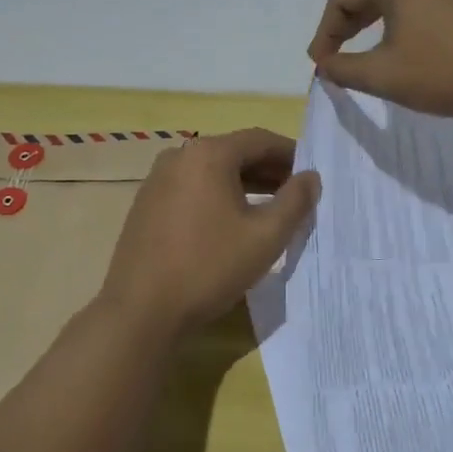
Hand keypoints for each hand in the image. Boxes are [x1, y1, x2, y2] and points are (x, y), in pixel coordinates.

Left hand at [98, 128, 319, 335]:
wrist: (140, 311)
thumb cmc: (209, 267)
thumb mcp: (265, 236)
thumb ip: (295, 201)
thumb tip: (311, 177)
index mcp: (208, 154)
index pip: (260, 140)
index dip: (291, 154)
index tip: (312, 175)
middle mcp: (179, 156)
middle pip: (235, 152)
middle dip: (269, 170)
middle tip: (296, 194)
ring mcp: (157, 180)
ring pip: (212, 172)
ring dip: (244, 184)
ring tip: (271, 209)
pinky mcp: (146, 204)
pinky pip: (192, 188)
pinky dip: (218, 196)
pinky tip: (231, 223)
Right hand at [306, 0, 452, 123]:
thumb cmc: (443, 74)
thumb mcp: (383, 75)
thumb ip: (344, 68)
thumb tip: (325, 65)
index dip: (325, 32)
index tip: (320, 64)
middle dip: (349, 25)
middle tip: (336, 56)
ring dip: (381, 21)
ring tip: (371, 48)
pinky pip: (433, 2)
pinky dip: (415, 19)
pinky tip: (418, 37)